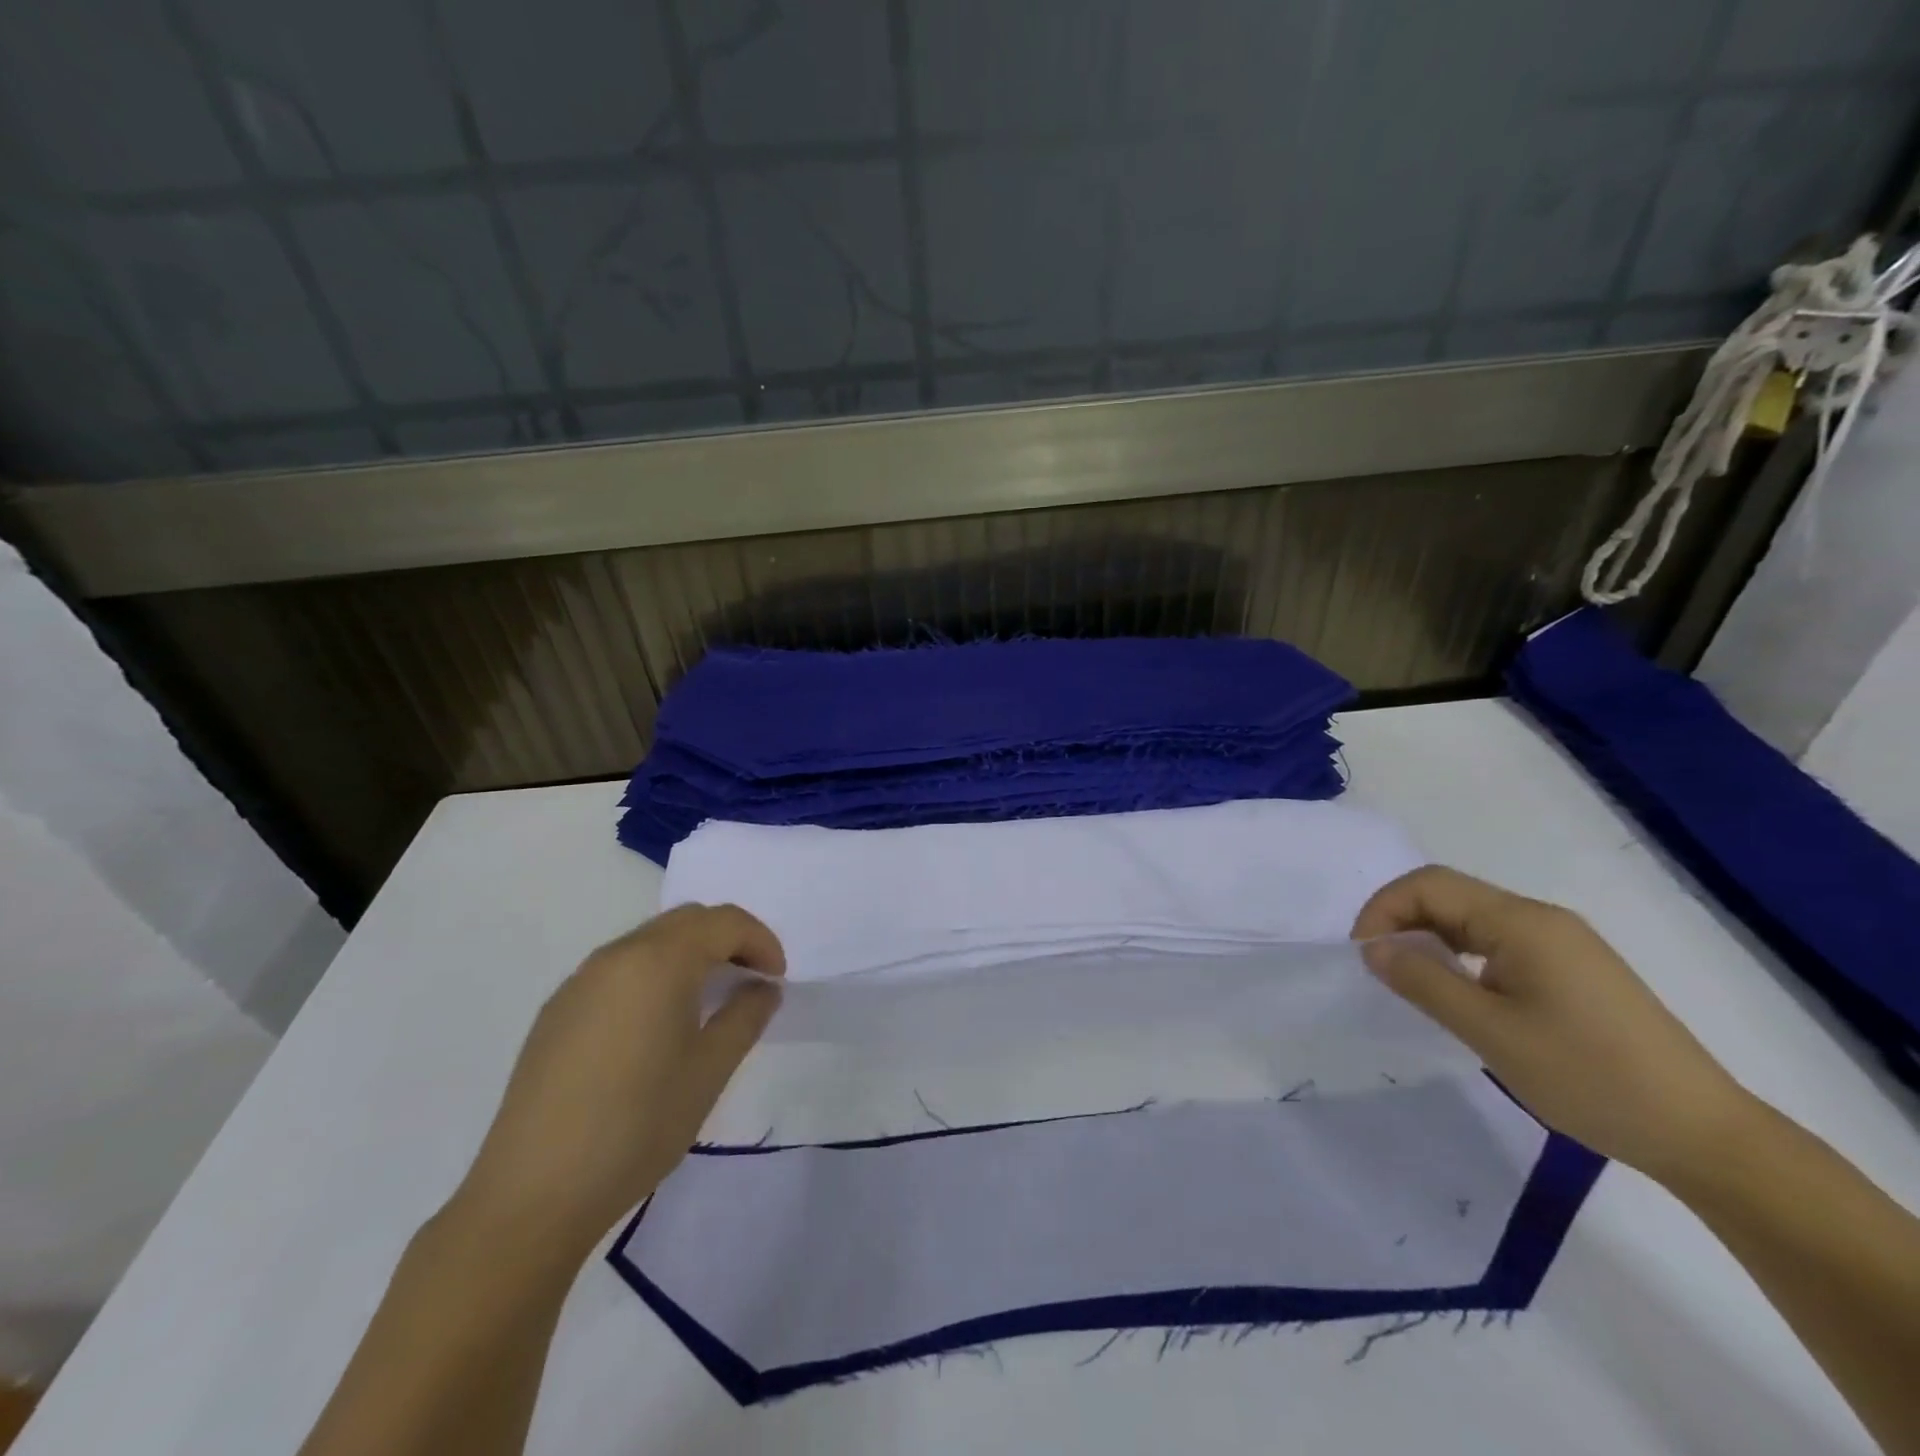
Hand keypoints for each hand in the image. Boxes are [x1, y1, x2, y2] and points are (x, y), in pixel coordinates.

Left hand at [451, 904, 784, 1259]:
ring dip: (689, 955)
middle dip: (727, 939)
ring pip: (649, 941)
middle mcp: (616, 956)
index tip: (776, 979)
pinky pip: (618, 969)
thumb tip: (762, 988)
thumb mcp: (709, 1071)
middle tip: (750, 980)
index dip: (761, 941)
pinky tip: (656, 1025)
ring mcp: (579, 981)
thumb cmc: (638, 1126)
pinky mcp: (556, 1011)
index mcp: (659, 961)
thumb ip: (745, 1017)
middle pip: (686, 921)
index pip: (724, 922)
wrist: (532, 1194)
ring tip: (708, 1002)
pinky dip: (653, 974)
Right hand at [1351, 866, 1752, 1183]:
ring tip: (1411, 982)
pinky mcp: (1574, 970)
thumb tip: (1372, 948)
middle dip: (1402, 921)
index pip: (1429, 885)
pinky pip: (1499, 943)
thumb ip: (1423, 982)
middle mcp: (1542, 919)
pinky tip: (1460, 993)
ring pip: (1472, 919)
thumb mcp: (1490, 1032)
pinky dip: (1462, 956)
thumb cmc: (1589, 1077)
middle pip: (1450, 895)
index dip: (1383, 909)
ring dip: (1430, 939)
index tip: (1362, 954)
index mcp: (1522, 922)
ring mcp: (1563, 943)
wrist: (1703, 1134)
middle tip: (1378, 968)